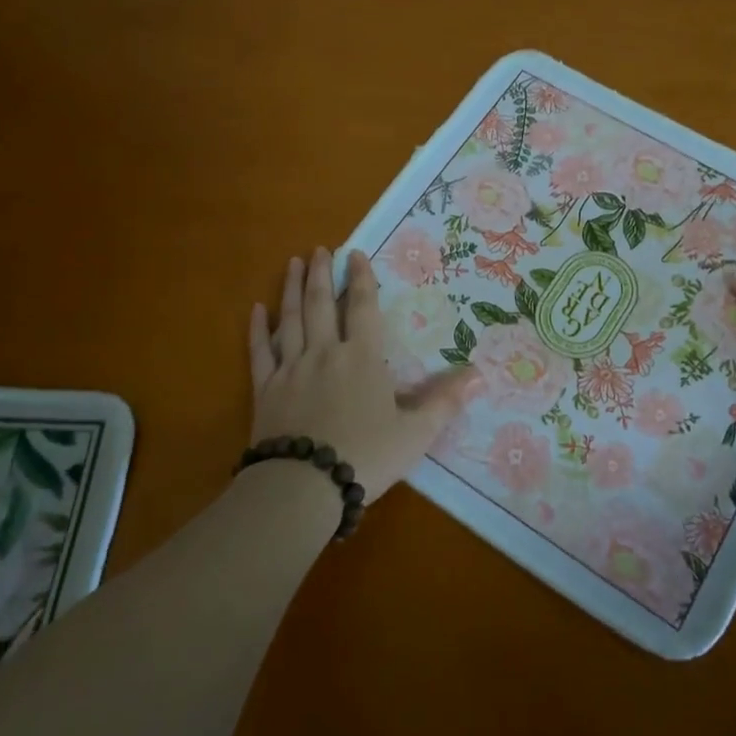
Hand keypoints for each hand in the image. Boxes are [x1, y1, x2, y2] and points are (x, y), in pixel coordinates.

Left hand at [247, 248, 480, 498]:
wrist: (303, 486)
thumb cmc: (365, 456)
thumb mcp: (416, 433)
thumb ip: (445, 402)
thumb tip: (479, 374)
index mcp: (362, 358)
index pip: (362, 308)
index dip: (361, 279)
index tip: (355, 253)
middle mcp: (324, 353)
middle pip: (320, 304)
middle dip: (321, 274)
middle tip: (319, 249)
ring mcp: (290, 370)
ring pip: (290, 319)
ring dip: (290, 289)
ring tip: (292, 263)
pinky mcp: (264, 391)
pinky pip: (260, 352)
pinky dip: (258, 330)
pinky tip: (256, 310)